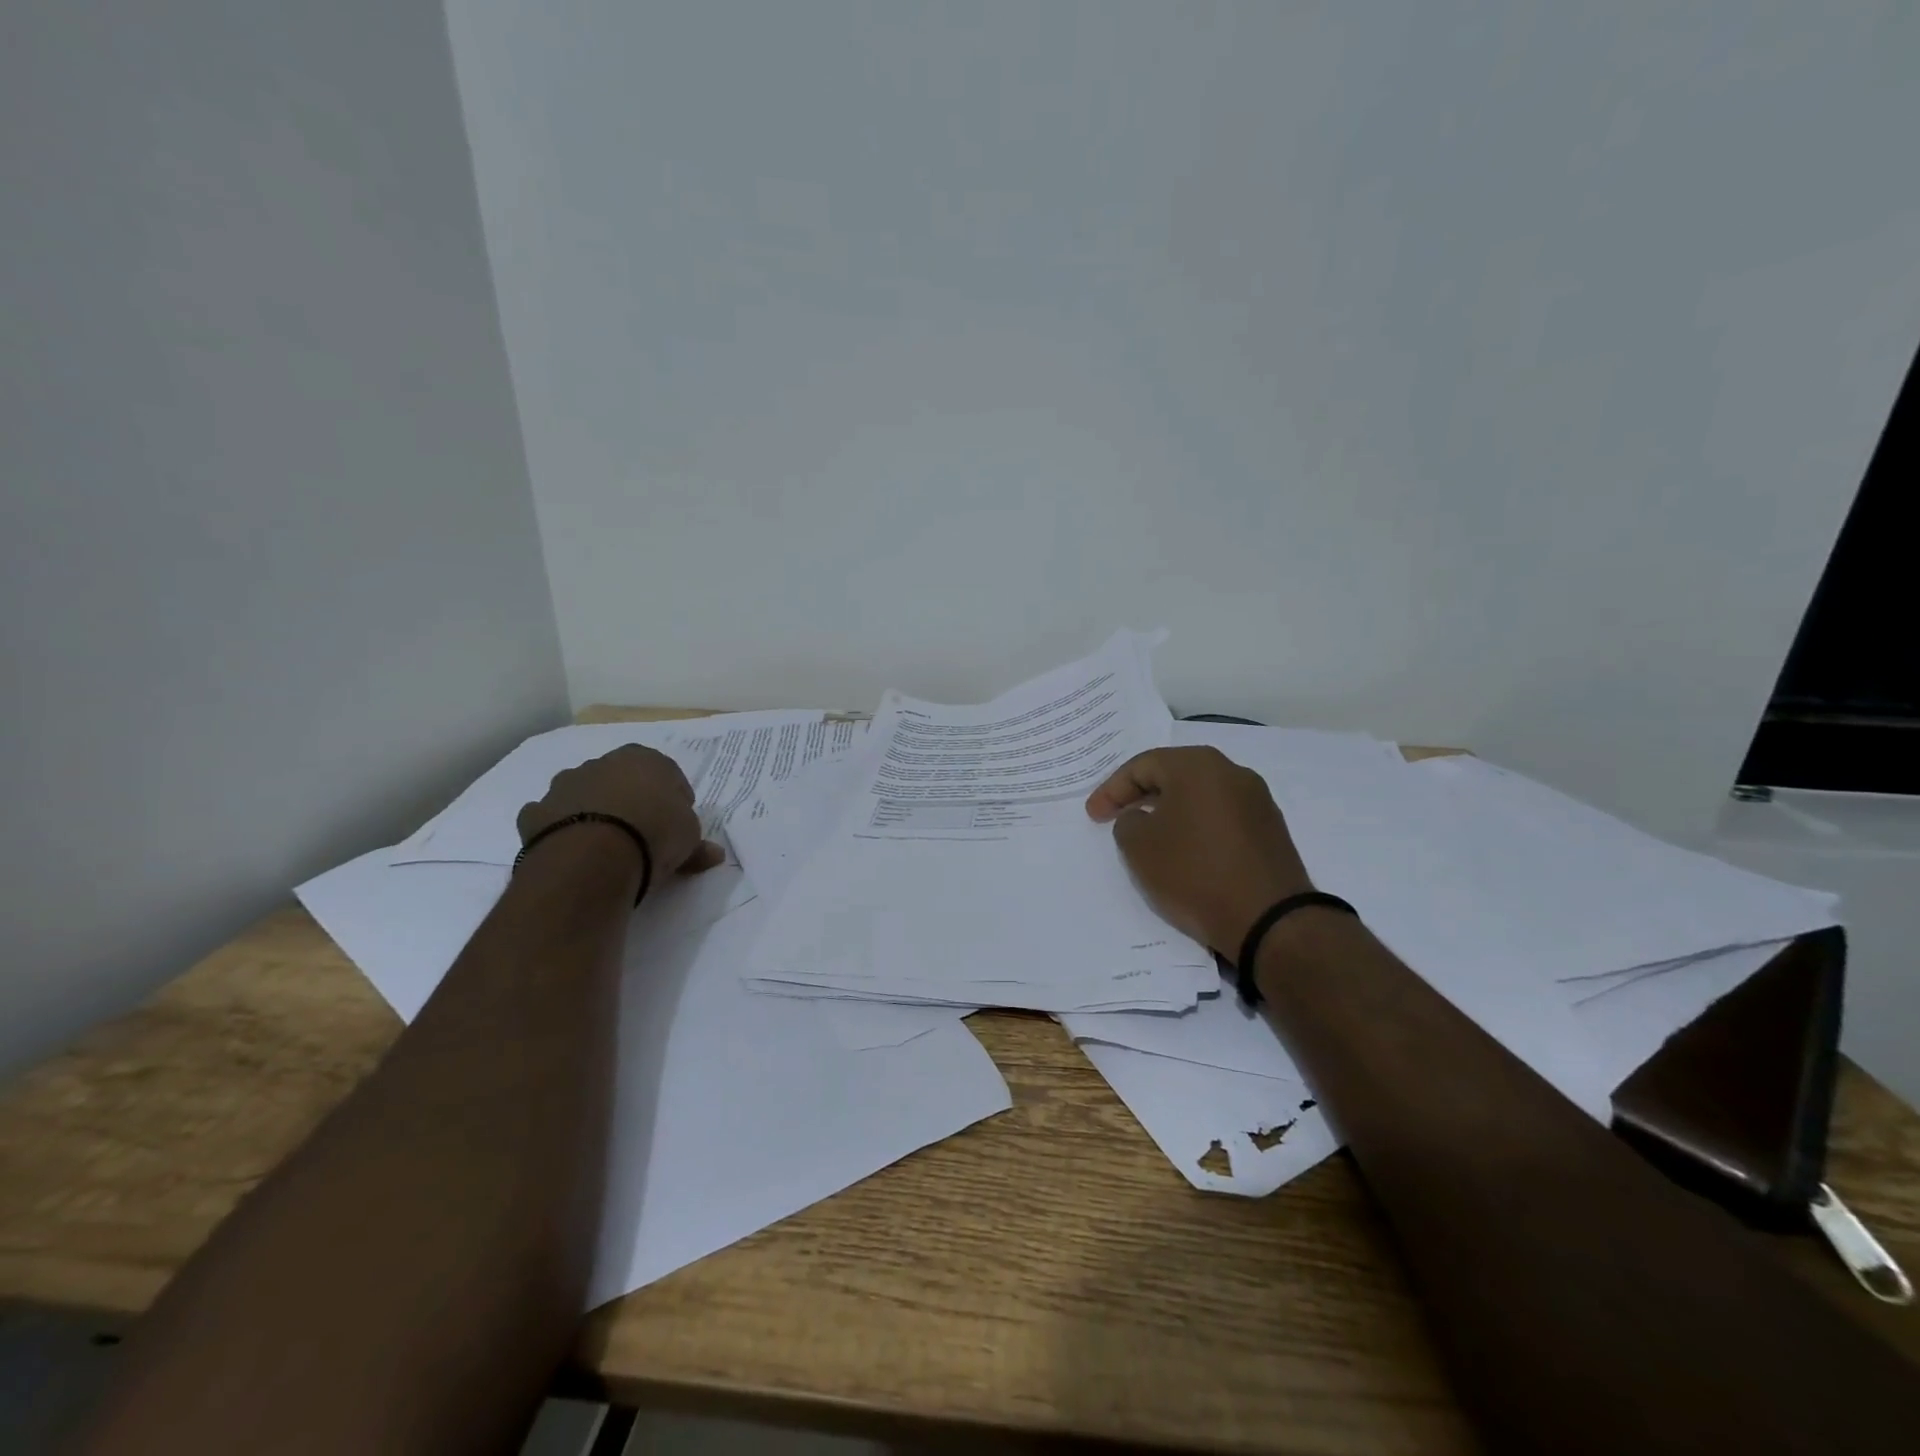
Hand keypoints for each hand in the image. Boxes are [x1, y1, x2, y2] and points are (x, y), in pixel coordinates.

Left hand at [518, 745, 724, 874]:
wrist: (592, 857)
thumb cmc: (654, 834)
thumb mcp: (689, 838)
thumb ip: (698, 842)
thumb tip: (712, 854)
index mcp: (644, 758)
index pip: (665, 771)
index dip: (673, 797)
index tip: (677, 821)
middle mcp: (601, 763)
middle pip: (620, 779)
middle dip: (630, 799)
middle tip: (642, 831)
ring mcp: (564, 786)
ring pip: (583, 794)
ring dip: (593, 810)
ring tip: (606, 844)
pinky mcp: (535, 813)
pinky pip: (551, 818)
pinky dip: (559, 829)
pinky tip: (573, 851)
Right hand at [1086, 746, 1313, 955]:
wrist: (1268, 919)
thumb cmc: (1194, 873)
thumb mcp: (1139, 848)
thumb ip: (1127, 822)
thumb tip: (1141, 818)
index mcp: (1197, 765)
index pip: (1142, 766)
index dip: (1111, 790)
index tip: (1093, 815)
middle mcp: (1232, 772)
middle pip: (1174, 774)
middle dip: (1141, 795)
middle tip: (1117, 816)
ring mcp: (1257, 800)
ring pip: (1199, 796)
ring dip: (1170, 811)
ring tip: (1149, 835)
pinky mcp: (1270, 829)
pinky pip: (1221, 817)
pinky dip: (1197, 827)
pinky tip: (1185, 851)